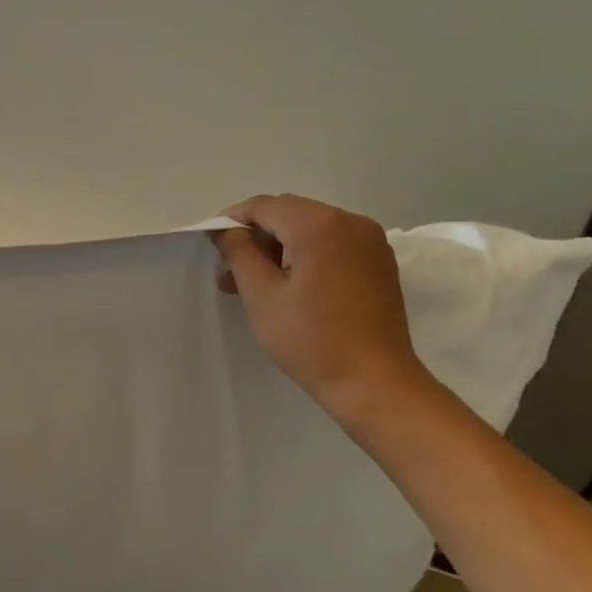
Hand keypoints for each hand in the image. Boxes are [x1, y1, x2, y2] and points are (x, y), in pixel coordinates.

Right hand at [212, 194, 431, 426]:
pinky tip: (288, 285)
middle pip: (290, 213)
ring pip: (311, 229)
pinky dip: (306, 255)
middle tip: (229, 268)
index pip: (265, 206)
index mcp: (320, 225)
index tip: (212, 243)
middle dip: (257, 235)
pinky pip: (333, 244)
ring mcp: (370, 242)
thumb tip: (225, 230)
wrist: (375, 384)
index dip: (233, 220)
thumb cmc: (311, 340)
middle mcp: (351, 222)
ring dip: (279, 247)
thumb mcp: (262, 296)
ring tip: (253, 282)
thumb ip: (238, 253)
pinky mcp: (379, 263)